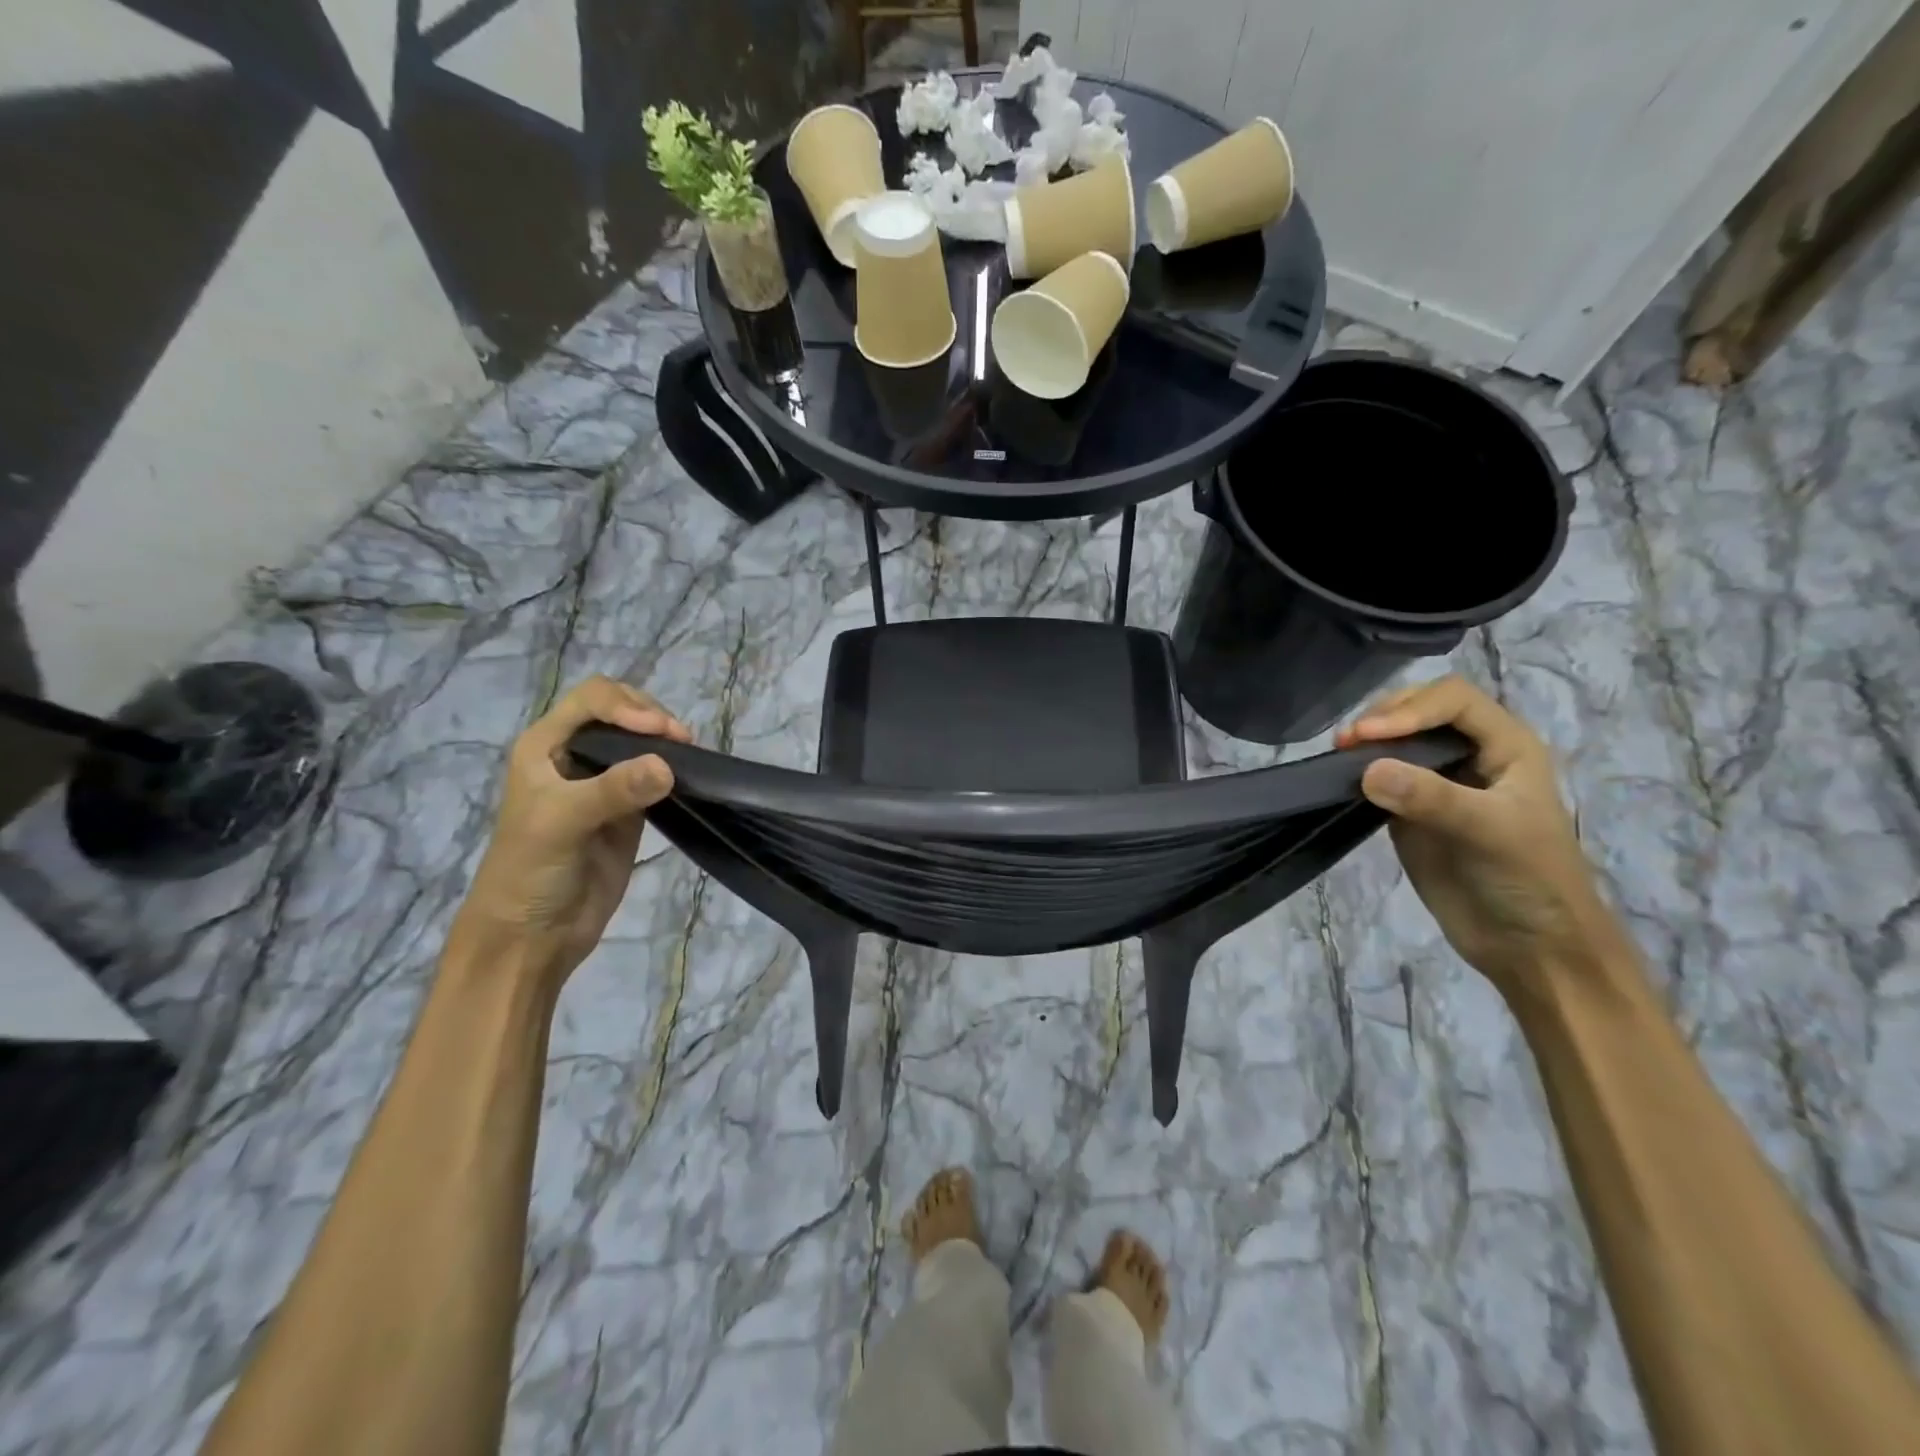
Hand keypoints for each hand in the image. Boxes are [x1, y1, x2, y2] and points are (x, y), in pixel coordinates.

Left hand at [448, 677, 690, 986]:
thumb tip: (669, 766)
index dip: (627, 705)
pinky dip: (675, 770)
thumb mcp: (561, 823)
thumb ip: (612, 790)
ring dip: (666, 742)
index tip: (659, 731)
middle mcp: (575, 755)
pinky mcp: (629, 810)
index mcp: (545, 745)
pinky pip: (656, 775)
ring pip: (642, 742)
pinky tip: (689, 776)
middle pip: (621, 711)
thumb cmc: (528, 871)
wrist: (532, 936)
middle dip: (651, 717)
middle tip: (680, 742)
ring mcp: (605, 783)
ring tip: (689, 757)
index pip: (593, 699)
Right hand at [1336, 676, 1627, 999]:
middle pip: (1420, 710)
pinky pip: (1379, 777)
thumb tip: (1366, 770)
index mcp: (1507, 746)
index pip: (1453, 700)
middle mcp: (1471, 755)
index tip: (1369, 736)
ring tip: (1337, 755)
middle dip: (1384, 717)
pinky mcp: (1410, 811)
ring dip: (1366, 742)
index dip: (1411, 708)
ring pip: (1396, 741)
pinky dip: (1357, 772)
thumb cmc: (1530, 880)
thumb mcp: (1491, 832)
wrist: (1530, 947)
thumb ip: (1432, 797)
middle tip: (1347, 742)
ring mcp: (1438, 783)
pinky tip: (1340, 778)